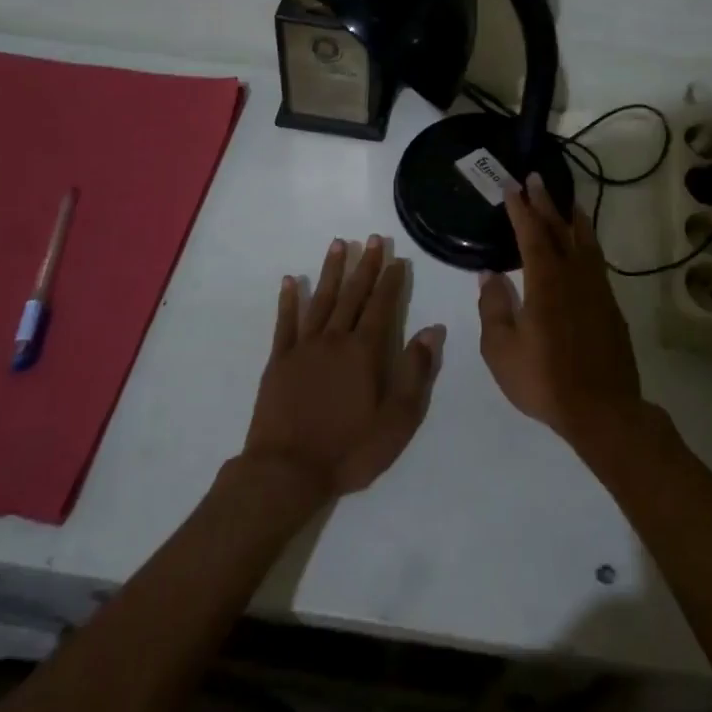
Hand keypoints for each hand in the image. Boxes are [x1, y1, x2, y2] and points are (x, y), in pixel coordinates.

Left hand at [242, 236, 443, 500]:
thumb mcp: (396, 420)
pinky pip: (285, 322)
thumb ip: (415, 372)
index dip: (390, 281)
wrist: (286, 471)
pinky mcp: (278, 361)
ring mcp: (303, 348)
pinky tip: (291, 280)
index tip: (397, 258)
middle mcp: (334, 340)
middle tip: (372, 239)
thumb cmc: (349, 450)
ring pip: (320, 300)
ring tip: (338, 244)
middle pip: (352, 294)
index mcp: (364, 352)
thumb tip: (432, 331)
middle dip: (364, 266)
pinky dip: (289, 300)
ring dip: (331, 271)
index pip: (382, 306)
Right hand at [477, 174, 642, 449]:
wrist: (603, 409)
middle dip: (545, 202)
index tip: (511, 186)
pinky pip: (596, 260)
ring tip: (565, 200)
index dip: (520, 208)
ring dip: (571, 217)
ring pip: (585, 241)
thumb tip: (489, 274)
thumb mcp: (501, 349)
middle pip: (560, 228)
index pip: (531, 233)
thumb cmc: (544, 380)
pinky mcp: (610, 305)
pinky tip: (582, 246)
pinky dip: (586, 242)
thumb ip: (494, 307)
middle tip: (535, 178)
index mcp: (546, 282)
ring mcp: (597, 289)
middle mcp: (574, 276)